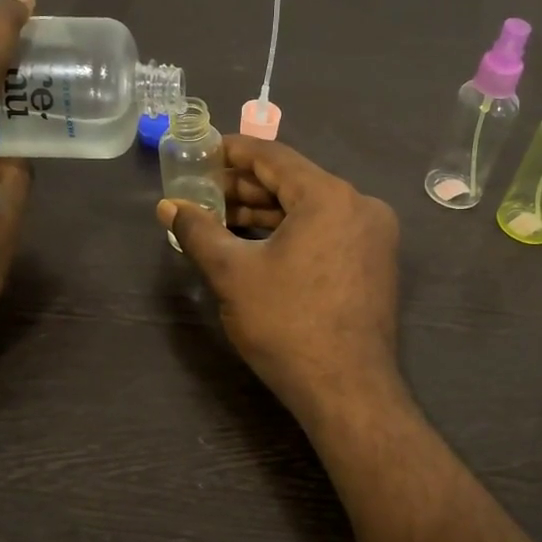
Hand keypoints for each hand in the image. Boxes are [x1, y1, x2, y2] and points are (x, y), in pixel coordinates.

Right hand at [158, 136, 402, 421]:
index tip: (202, 152)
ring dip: (266, 212)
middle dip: (245, 187)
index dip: (233, 151)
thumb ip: (198, 231)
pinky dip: (291, 232)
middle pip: (293, 182)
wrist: (347, 390)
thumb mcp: (233, 273)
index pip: (274, 157)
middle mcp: (360, 206)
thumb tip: (168, 206)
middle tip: (203, 192)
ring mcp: (372, 236)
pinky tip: (256, 243)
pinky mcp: (374, 263)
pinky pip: (326, 232)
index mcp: (330, 196)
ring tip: (220, 219)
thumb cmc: (287, 325)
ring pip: (310, 209)